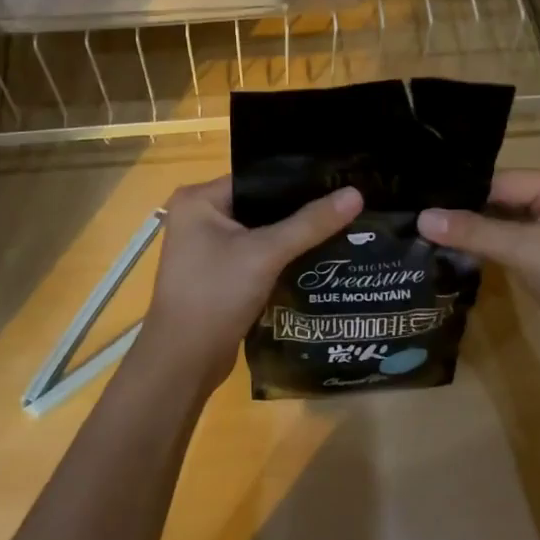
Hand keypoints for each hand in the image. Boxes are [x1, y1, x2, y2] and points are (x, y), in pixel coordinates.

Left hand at [133, 176, 362, 398]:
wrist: (184, 362)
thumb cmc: (216, 295)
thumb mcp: (266, 253)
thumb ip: (311, 223)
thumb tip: (356, 193)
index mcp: (199, 200)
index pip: (257, 177)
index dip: (297, 179)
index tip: (337, 179)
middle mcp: (199, 217)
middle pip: (260, 204)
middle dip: (300, 208)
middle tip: (345, 203)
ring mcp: (206, 248)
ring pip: (261, 231)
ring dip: (293, 234)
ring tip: (340, 225)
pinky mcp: (218, 274)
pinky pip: (256, 254)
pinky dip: (282, 256)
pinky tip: (318, 256)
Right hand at [418, 171, 539, 375]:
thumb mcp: (529, 253)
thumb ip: (476, 232)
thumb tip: (422, 218)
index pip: (504, 180)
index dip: (464, 192)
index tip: (421, 201)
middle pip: (504, 198)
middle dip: (467, 211)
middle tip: (418, 218)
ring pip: (507, 222)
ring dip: (476, 231)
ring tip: (428, 233)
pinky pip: (515, 242)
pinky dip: (491, 247)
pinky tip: (458, 251)